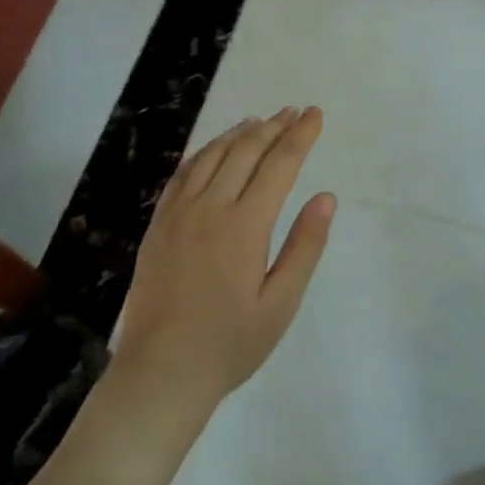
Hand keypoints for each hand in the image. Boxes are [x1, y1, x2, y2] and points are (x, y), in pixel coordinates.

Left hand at [114, 108, 334, 409]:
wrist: (160, 373)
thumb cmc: (230, 344)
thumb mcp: (281, 303)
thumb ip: (305, 246)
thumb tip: (326, 197)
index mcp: (245, 225)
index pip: (280, 165)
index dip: (300, 136)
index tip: (315, 114)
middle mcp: (210, 208)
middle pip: (246, 151)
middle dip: (274, 127)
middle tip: (293, 111)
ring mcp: (179, 213)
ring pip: (212, 155)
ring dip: (239, 133)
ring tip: (259, 120)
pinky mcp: (158, 224)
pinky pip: (183, 173)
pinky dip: (204, 152)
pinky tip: (214, 149)